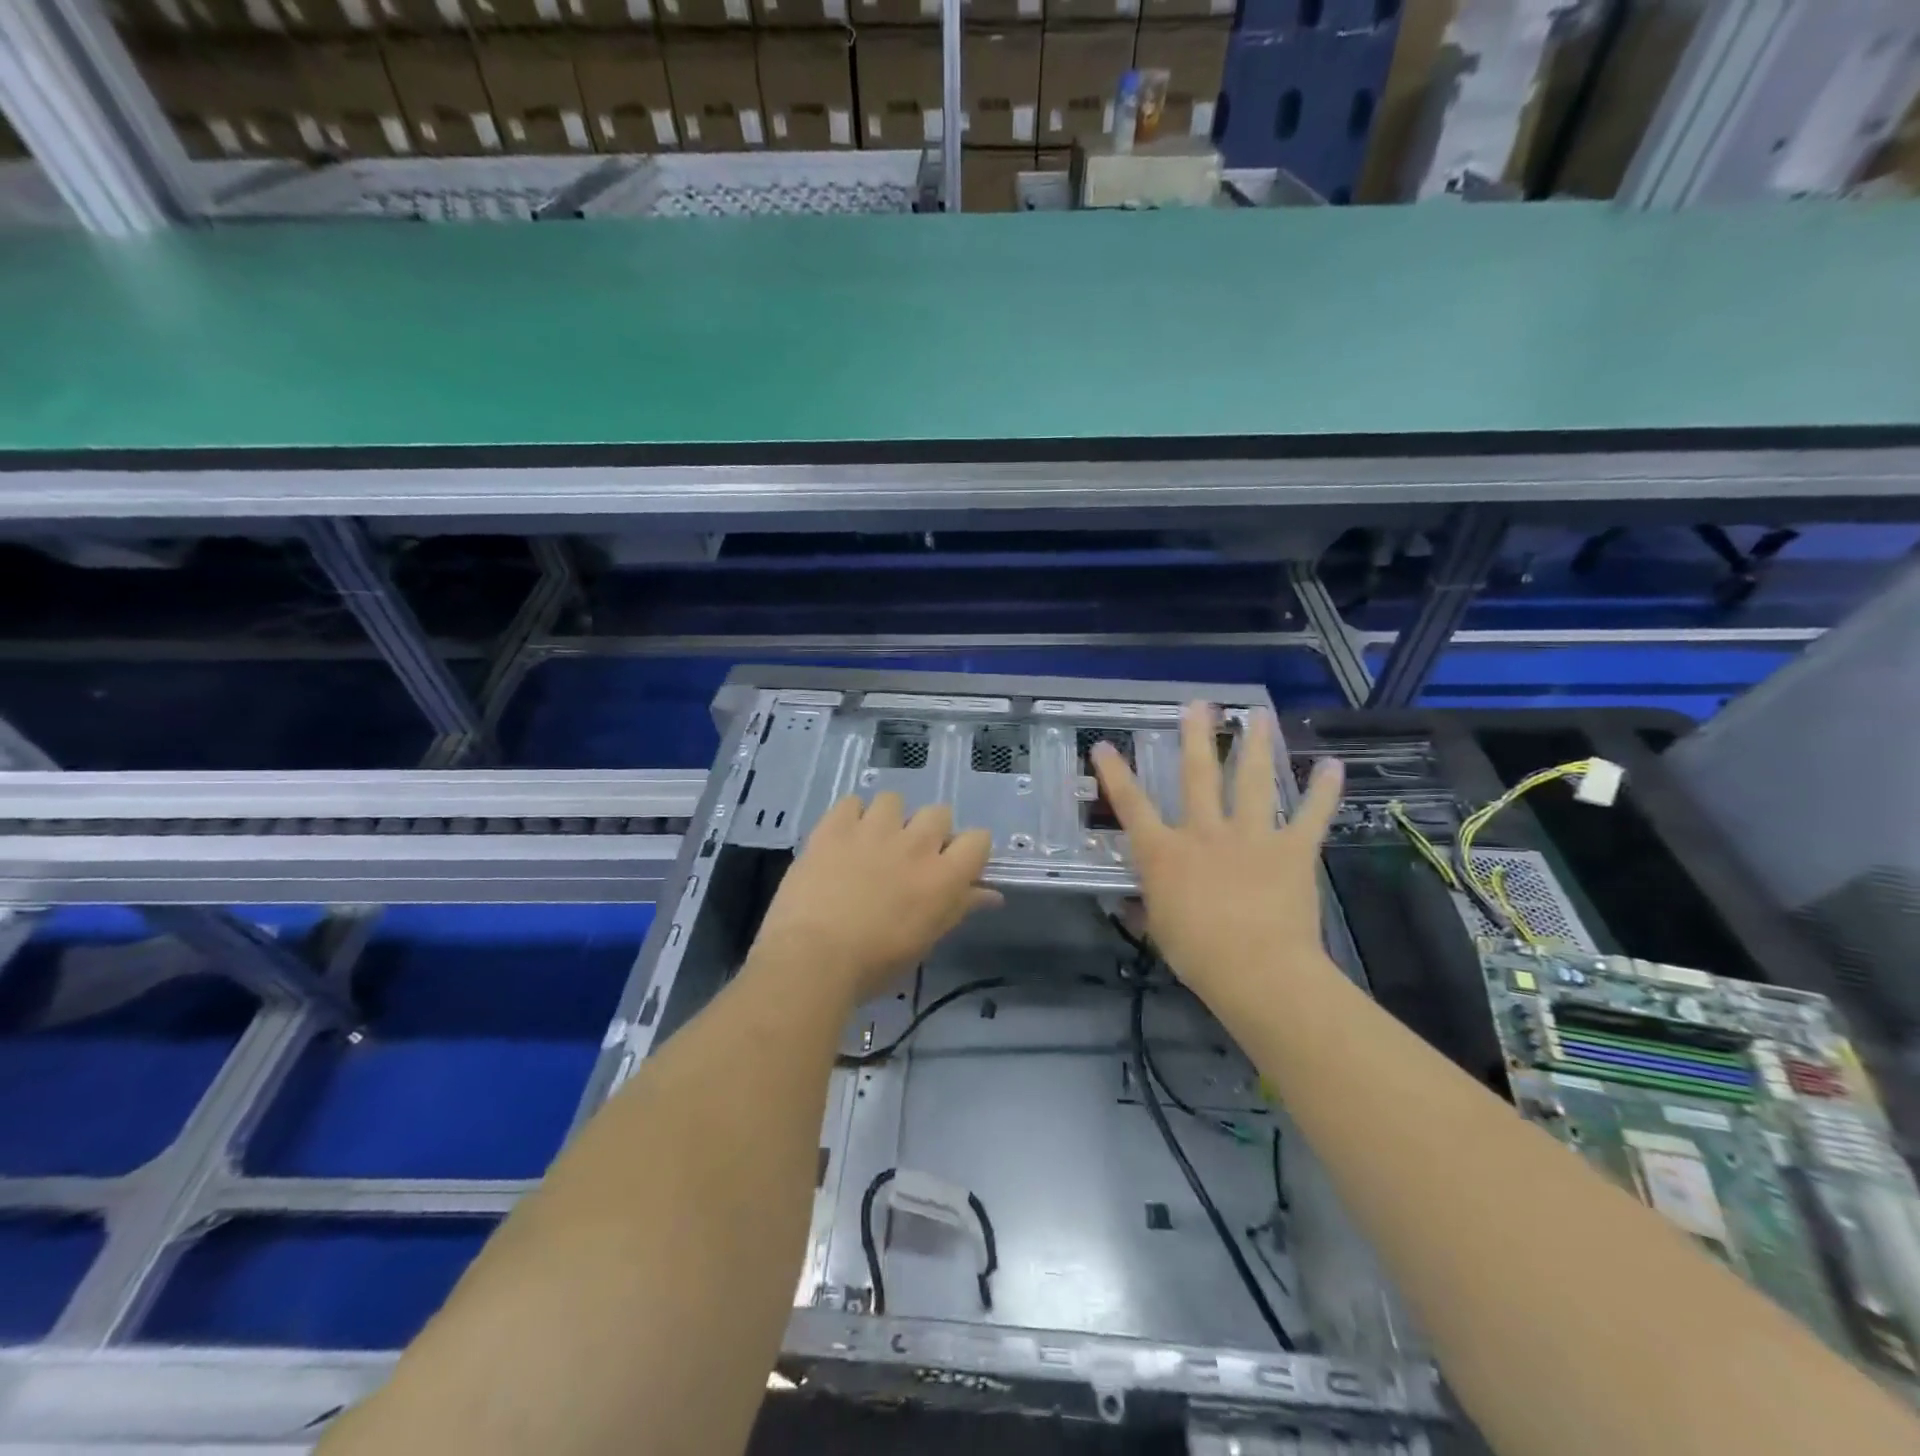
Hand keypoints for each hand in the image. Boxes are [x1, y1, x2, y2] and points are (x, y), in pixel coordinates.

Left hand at [751, 792, 1001, 1005]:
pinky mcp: (834, 827)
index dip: (969, 849)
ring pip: (894, 800)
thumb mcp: (925, 941)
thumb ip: (958, 908)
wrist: (812, 959)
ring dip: (889, 819)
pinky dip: (850, 817)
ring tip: (873, 843)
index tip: (954, 865)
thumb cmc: (874, 964)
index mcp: (944, 876)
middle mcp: (915, 844)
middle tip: (910, 857)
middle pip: (938, 813)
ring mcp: (873, 830)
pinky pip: (851, 802)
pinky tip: (842, 839)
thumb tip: (991, 895)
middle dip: (929, 831)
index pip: (978, 839)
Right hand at [1093, 703, 1342, 1000]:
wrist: (1257, 970)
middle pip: (1198, 775)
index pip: (1131, 805)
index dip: (1115, 773)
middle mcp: (1204, 832)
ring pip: (1251, 781)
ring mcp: (1250, 836)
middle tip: (1200, 704)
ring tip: (1259, 714)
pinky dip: (1323, 790)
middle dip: (1197, 737)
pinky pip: (1310, 815)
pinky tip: (1332, 765)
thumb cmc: (1197, 954)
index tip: (1104, 744)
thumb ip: (1149, 908)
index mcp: (1165, 852)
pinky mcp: (1291, 850)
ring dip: (1256, 745)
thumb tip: (1134, 903)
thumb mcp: (1159, 931)